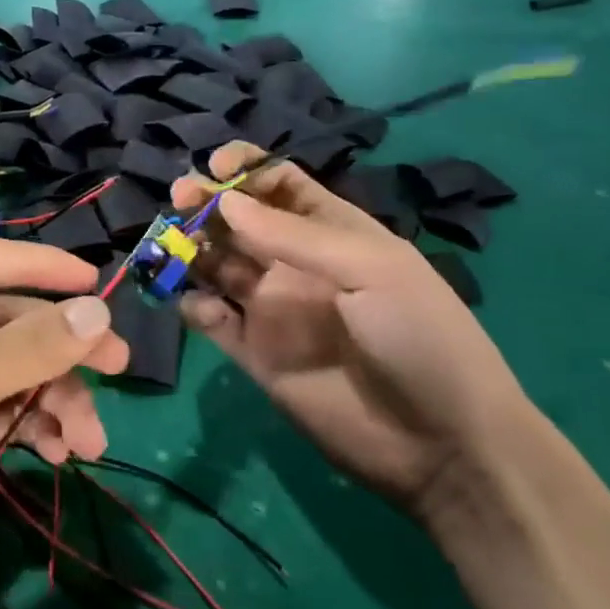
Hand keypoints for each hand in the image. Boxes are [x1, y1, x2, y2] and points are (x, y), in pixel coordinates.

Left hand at [0, 238, 128, 608]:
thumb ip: (26, 348)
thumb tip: (98, 311)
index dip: (36, 265)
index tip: (94, 282)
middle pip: (4, 321)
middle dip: (60, 345)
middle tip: (119, 366)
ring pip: (12, 373)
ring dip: (56, 397)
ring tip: (91, 440)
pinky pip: (4, 414)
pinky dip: (36, 427)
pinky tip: (64, 453)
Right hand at [171, 143, 532, 524]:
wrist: (439, 441)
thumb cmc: (418, 335)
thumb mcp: (369, 268)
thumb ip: (292, 235)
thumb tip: (224, 201)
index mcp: (330, 232)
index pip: (279, 184)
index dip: (246, 169)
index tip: (215, 167)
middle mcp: (293, 263)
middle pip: (237, 220)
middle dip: (205, 203)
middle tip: (180, 198)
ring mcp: (270, 308)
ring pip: (214, 264)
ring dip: (188, 249)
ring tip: (169, 246)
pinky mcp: (252, 353)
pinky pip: (210, 319)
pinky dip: (194, 306)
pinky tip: (201, 306)